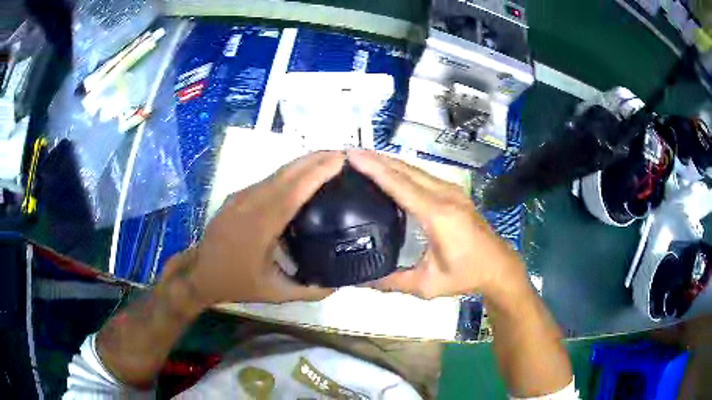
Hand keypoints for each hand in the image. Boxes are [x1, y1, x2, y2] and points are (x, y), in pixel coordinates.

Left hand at [169, 151, 343, 306]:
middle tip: (341, 154)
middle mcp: (251, 203)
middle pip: (286, 173)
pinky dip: (288, 174)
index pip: (294, 190)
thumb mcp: (275, 293)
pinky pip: (267, 181)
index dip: (317, 172)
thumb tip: (339, 285)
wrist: (200, 273)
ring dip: (302, 164)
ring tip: (326, 161)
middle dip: (315, 159)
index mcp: (261, 225)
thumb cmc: (237, 282)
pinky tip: (300, 177)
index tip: (340, 160)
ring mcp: (241, 197)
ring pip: (276, 173)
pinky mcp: (237, 196)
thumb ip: (309, 291)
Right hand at [348, 149, 527, 298]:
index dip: (374, 168)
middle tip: (350, 153)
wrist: (499, 266)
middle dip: (376, 158)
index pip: (400, 185)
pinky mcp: (454, 192)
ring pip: (415, 169)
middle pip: (406, 169)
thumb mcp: (427, 285)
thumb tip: (359, 279)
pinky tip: (390, 171)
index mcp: (438, 215)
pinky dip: (402, 169)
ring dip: (389, 161)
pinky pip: (423, 175)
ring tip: (364, 158)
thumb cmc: (466, 275)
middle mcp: (445, 195)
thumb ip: (392, 281)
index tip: (352, 155)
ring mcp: (452, 191)